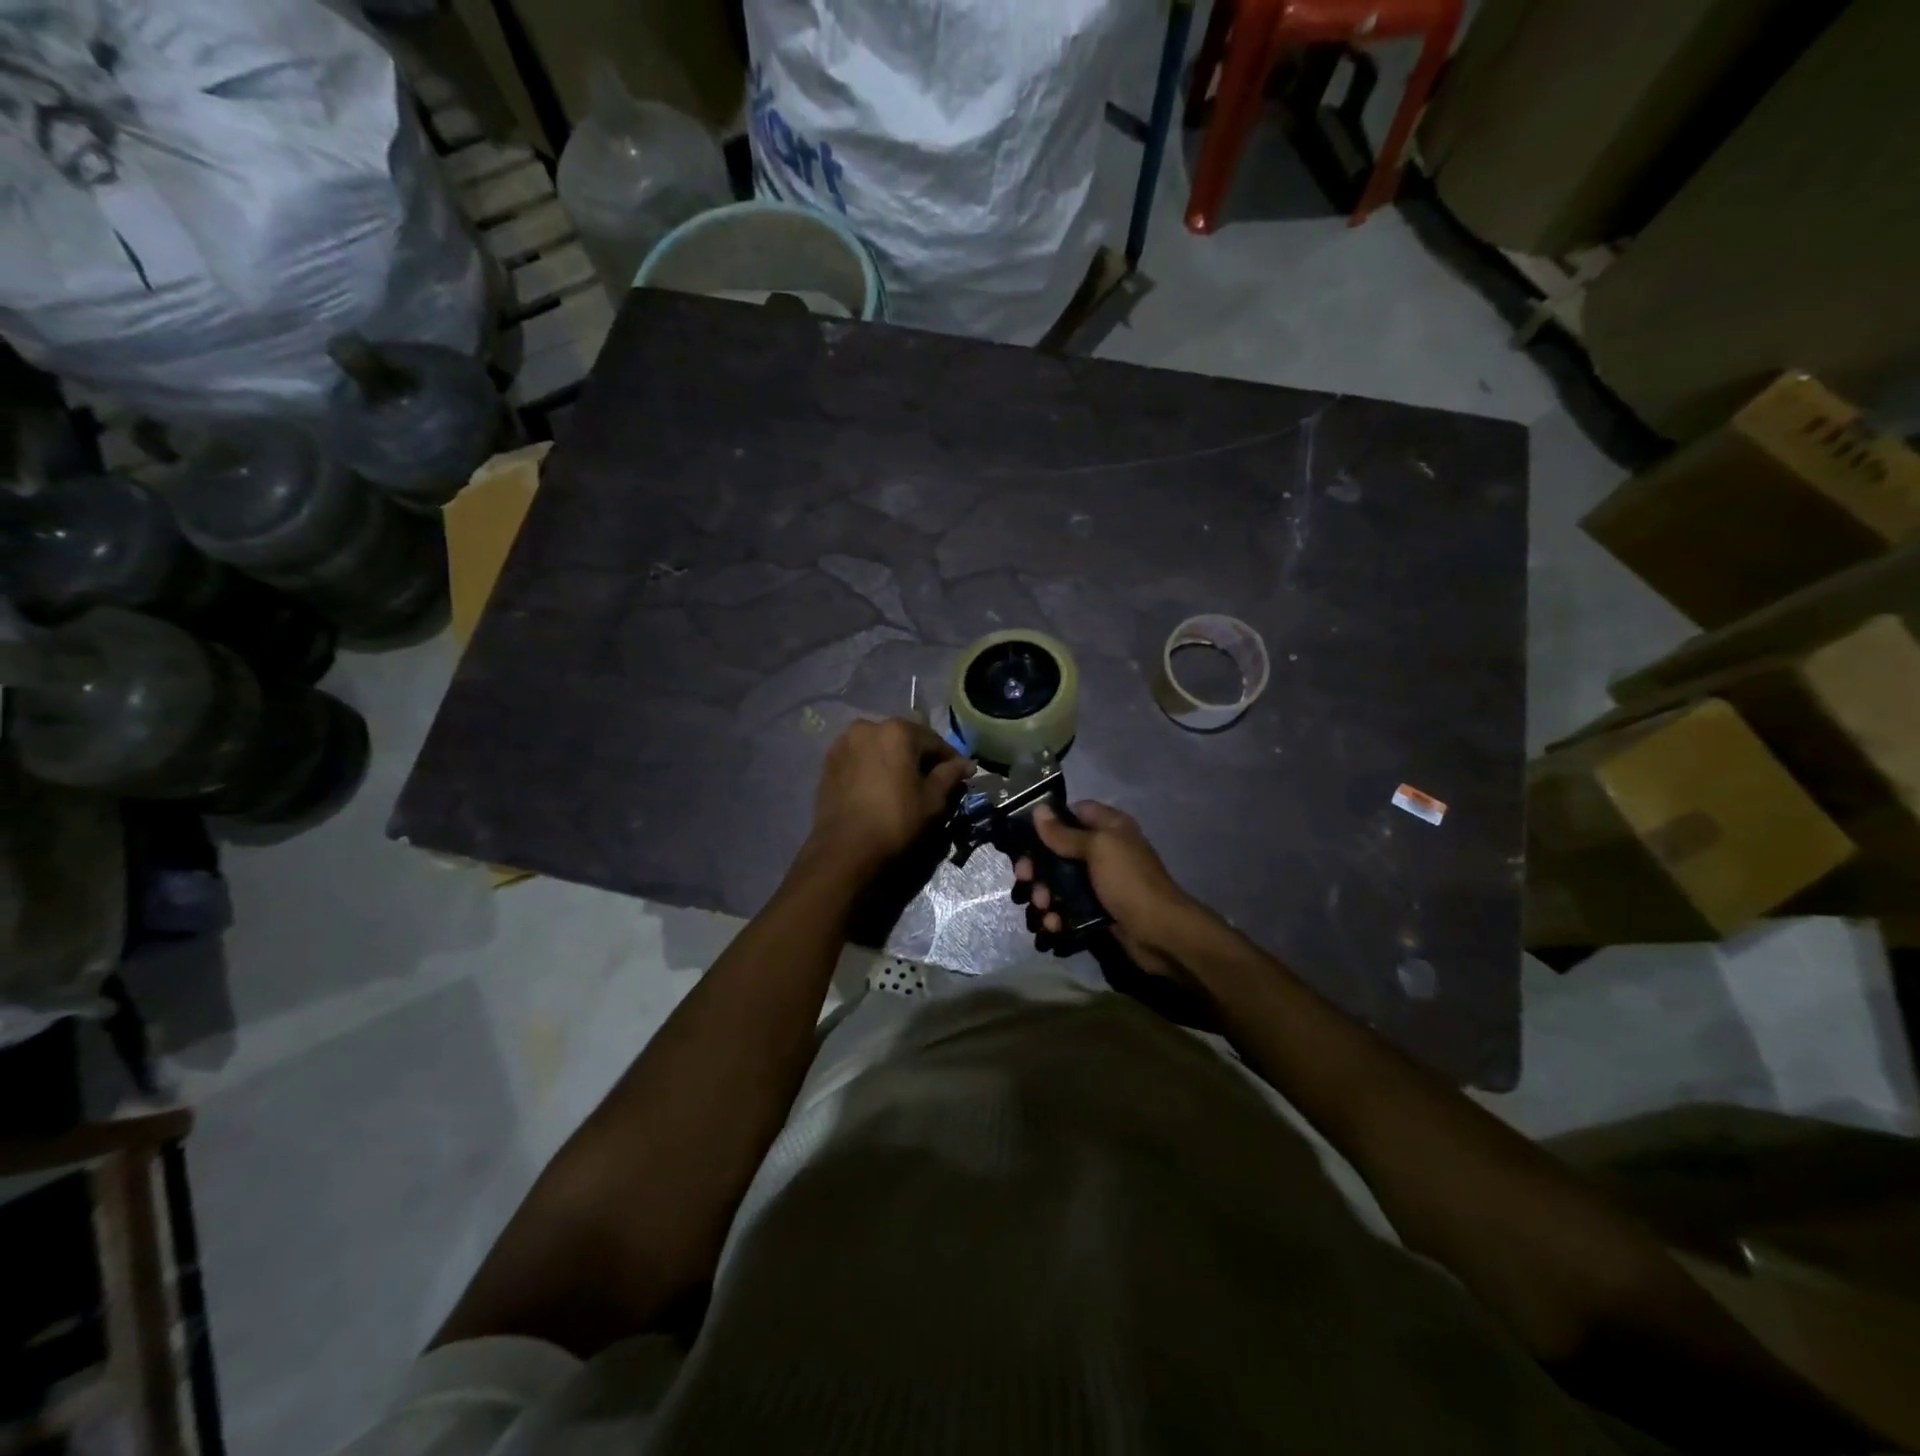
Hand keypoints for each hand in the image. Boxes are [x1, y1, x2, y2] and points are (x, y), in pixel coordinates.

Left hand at [808, 718, 972, 872]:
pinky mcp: (828, 762)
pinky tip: (880, 788)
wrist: (845, 850)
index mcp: (897, 731)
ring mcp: (843, 743)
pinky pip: (860, 759)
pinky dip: (874, 768)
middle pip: (904, 740)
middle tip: (932, 782)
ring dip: (895, 761)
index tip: (961, 776)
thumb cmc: (896, 821)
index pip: (934, 741)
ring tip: (904, 786)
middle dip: (920, 758)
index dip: (950, 759)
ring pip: (880, 748)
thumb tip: (966, 764)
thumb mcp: (932, 800)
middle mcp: (867, 727)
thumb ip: (950, 775)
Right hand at [1014, 801, 1203, 975]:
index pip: (1074, 812)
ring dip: (1044, 893)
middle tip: (1024, 877)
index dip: (1050, 820)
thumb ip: (1065, 833)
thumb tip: (1038, 810)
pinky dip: (1056, 915)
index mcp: (1109, 828)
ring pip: (1059, 881)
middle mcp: (1103, 851)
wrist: (1160, 933)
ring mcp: (1099, 883)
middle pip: (1059, 850)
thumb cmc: (1129, 881)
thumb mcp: (1098, 848)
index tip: (1026, 834)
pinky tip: (1053, 924)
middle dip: (1038, 865)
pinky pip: (1067, 907)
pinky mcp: (1095, 910)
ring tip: (1042, 906)